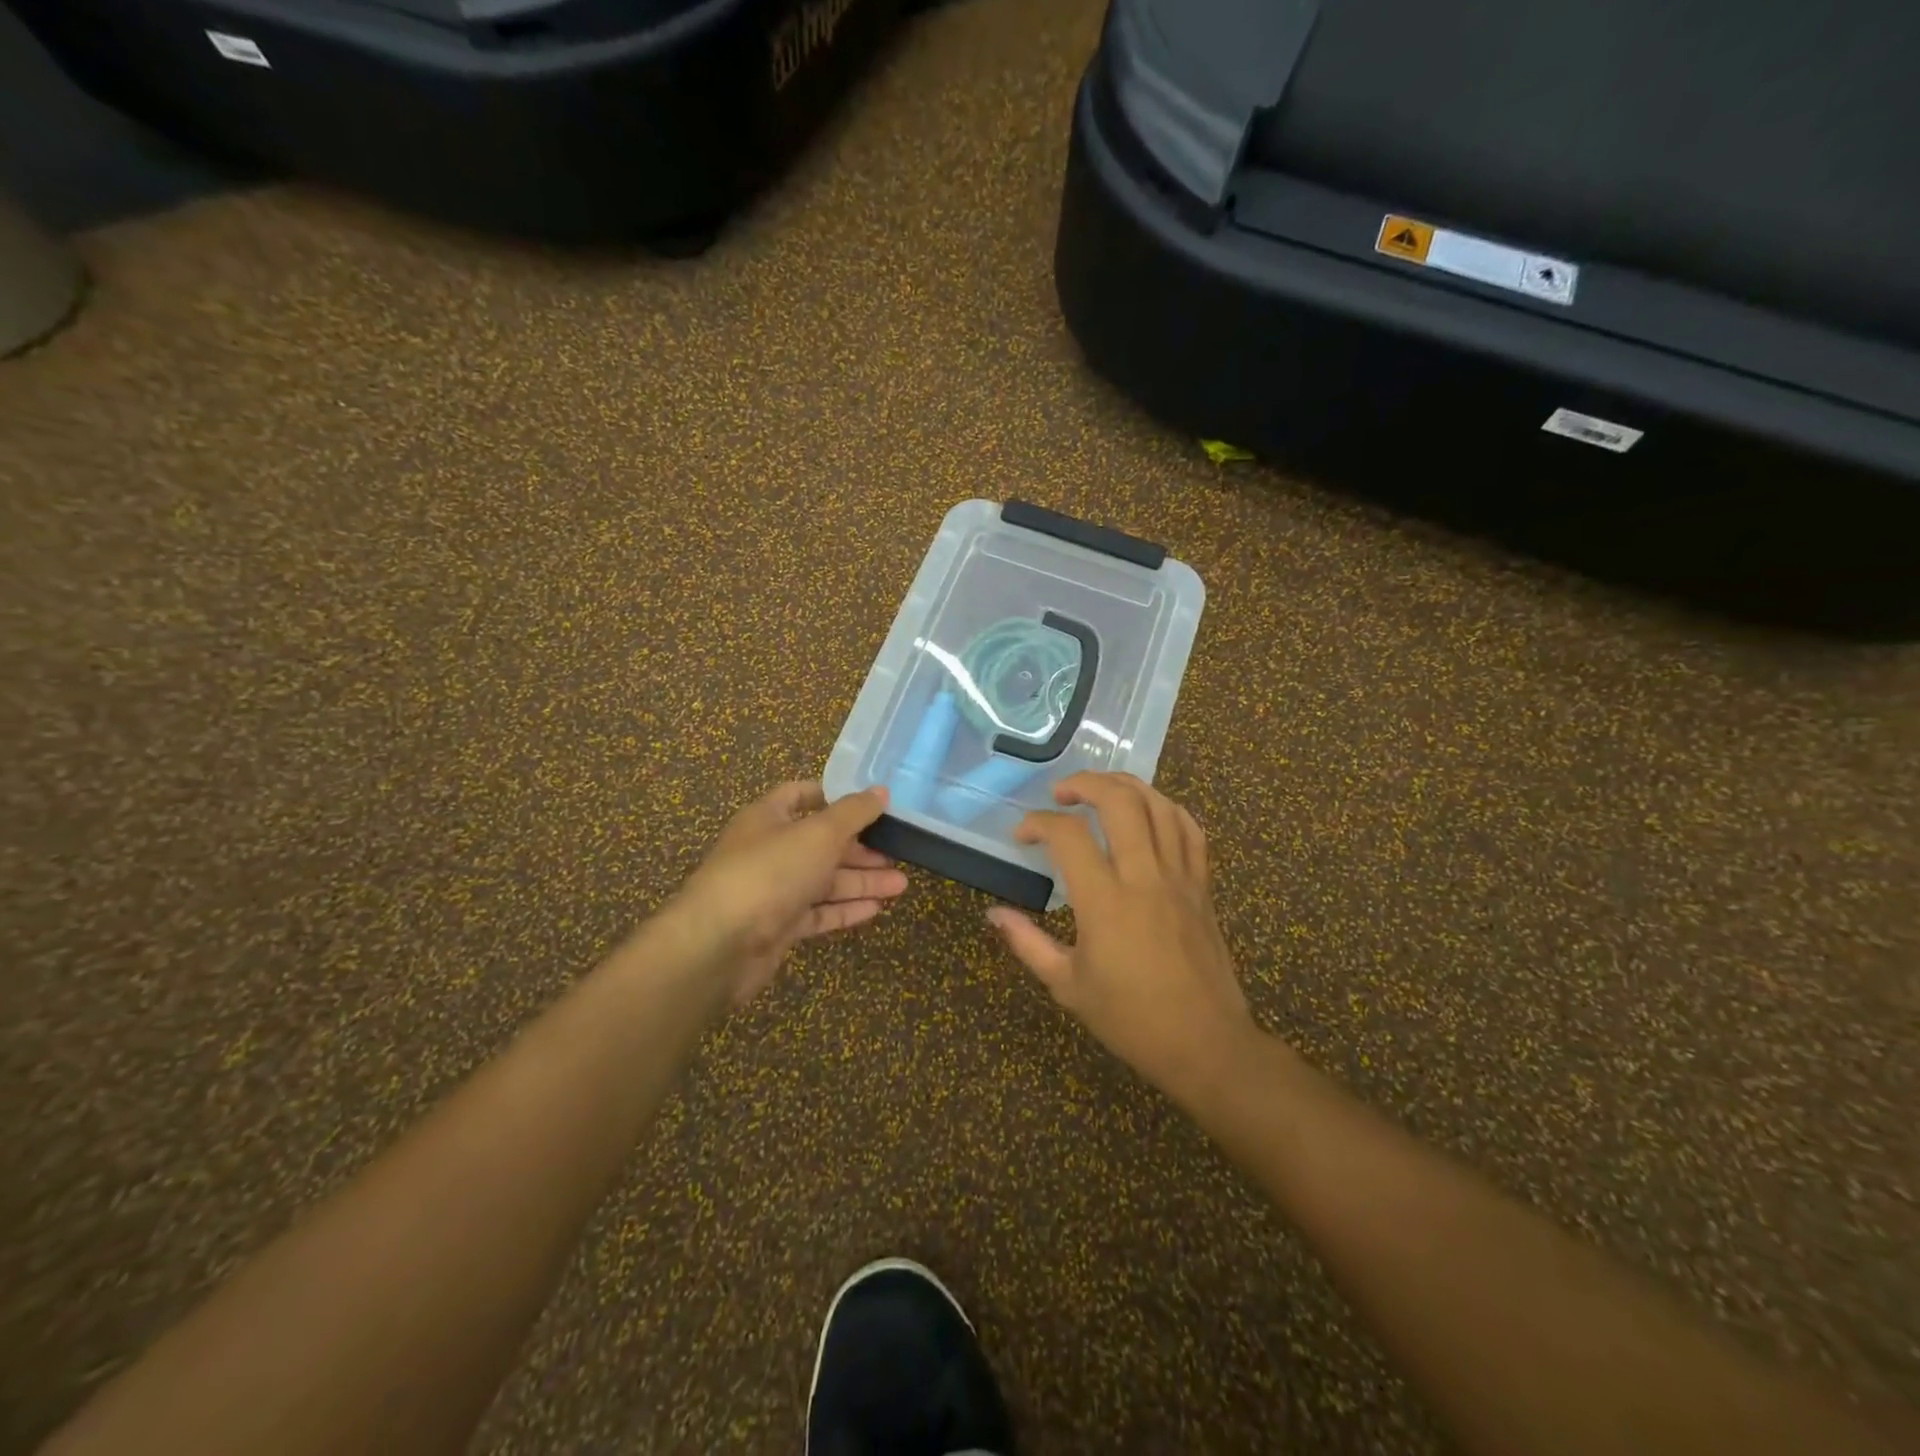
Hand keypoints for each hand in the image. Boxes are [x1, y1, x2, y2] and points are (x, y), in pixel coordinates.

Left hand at [672, 783, 906, 1005]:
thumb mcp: (819, 833)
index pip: (801, 795)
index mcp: (768, 817)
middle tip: (899, 852)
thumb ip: (854, 812)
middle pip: (820, 843)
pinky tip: (876, 909)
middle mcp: (769, 850)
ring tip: (902, 885)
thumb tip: (881, 791)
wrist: (720, 944)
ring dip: (861, 881)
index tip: (871, 804)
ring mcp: (772, 891)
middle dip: (860, 848)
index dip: (835, 797)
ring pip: (823, 881)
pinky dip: (845, 909)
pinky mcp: (777, 928)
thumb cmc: (770, 872)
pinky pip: (817, 913)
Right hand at [988, 772, 1253, 1089]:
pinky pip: (1190, 830)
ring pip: (1158, 805)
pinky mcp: (1202, 886)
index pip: (1067, 836)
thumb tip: (993, 913)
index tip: (1022, 836)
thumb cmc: (1130, 1019)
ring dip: (1126, 786)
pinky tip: (1149, 811)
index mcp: (1104, 902)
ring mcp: (1179, 877)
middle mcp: (1143, 877)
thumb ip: (1027, 942)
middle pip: (1119, 801)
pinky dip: (1167, 808)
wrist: (1205, 1044)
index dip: (1037, 823)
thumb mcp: (1067, 986)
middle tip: (1061, 792)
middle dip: (1085, 783)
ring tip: (1101, 789)